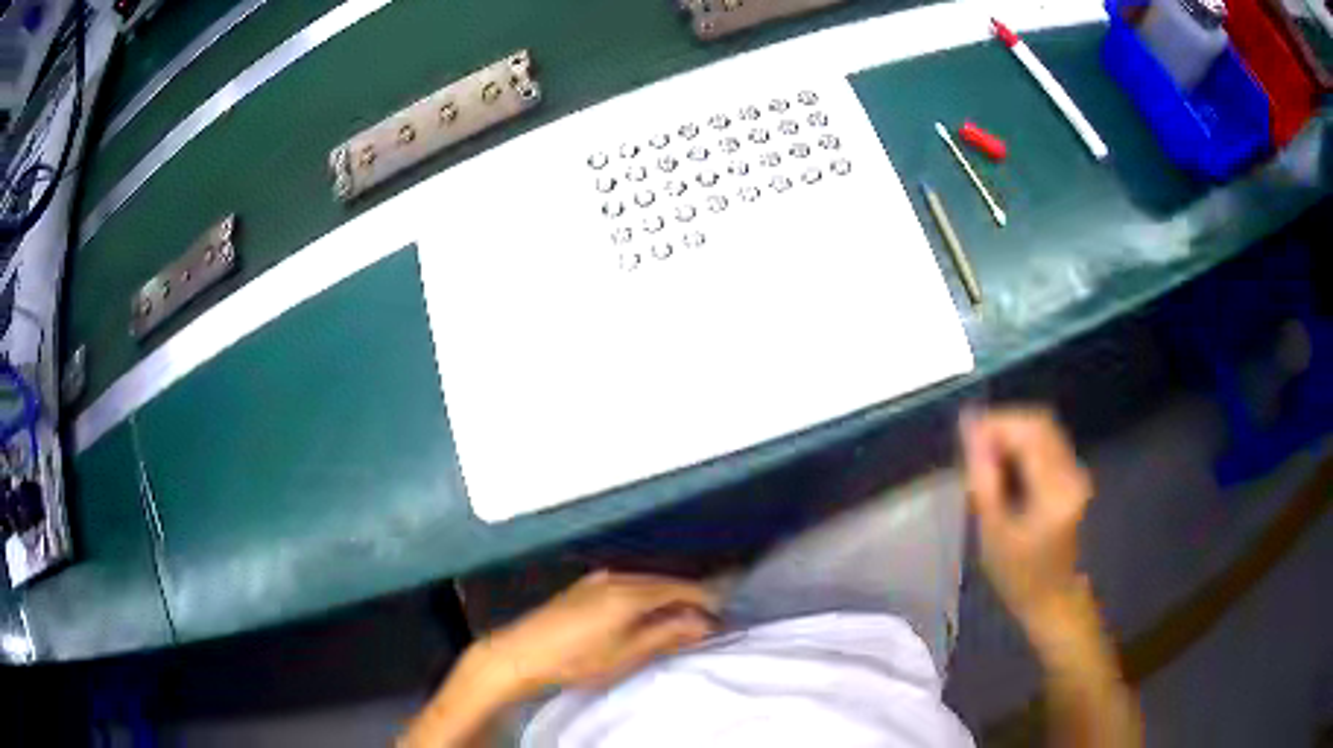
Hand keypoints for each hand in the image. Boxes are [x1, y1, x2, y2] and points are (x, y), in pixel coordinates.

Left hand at [473, 571, 719, 696]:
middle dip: (686, 598)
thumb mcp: (627, 653)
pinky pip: (627, 584)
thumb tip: (702, 622)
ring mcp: (597, 579)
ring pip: (644, 582)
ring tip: (677, 620)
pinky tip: (643, 613)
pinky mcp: (584, 586)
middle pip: (663, 582)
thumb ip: (667, 634)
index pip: (680, 588)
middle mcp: (616, 577)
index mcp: (630, 592)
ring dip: (665, 597)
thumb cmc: (577, 659)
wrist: (522, 653)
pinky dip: (644, 596)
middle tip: (702, 622)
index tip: (720, 617)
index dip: (703, 601)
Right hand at [960, 406, 1092, 628]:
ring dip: (1013, 435)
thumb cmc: (1019, 576)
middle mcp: (1072, 472)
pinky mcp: (1074, 477)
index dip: (995, 423)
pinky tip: (1005, 468)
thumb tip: (969, 432)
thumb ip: (983, 479)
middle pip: (1039, 423)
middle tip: (973, 448)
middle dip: (1003, 426)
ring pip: (1044, 431)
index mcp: (1054, 489)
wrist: (1053, 598)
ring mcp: (1077, 473)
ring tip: (985, 460)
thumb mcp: (993, 532)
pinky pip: (1047, 444)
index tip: (964, 434)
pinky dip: (1023, 447)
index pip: (1028, 431)